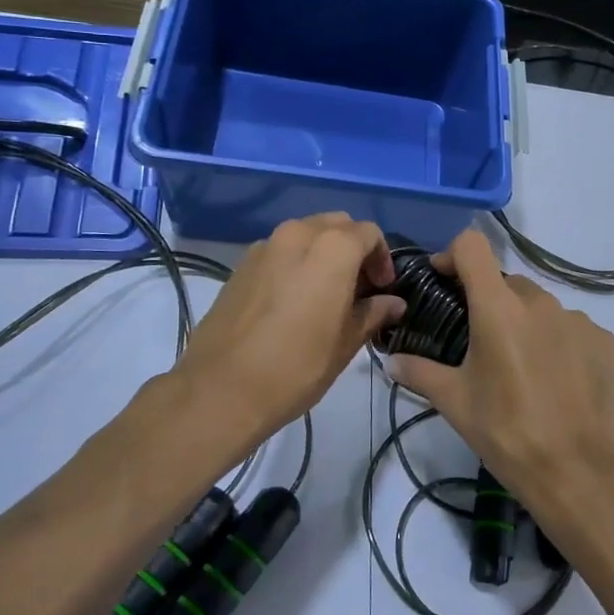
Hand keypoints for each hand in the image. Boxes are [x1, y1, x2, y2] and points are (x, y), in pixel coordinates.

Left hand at [164, 214, 403, 453]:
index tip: (383, 289)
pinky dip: (296, 262)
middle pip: (337, 225)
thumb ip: (373, 313)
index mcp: (332, 248)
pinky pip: (280, 250)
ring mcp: (264, 246)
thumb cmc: (296, 366)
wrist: (220, 389)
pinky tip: (294, 299)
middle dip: (354, 248)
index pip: (369, 234)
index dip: (382, 258)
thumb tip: (393, 303)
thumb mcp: (346, 343)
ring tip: (326, 292)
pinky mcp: (241, 265)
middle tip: (359, 287)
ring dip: (323, 253)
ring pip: (306, 234)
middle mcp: (298, 234)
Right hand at [386, 230, 613, 525]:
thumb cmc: (506, 433)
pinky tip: (556, 379)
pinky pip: (572, 328)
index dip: (453, 255)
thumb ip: (419, 372)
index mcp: (499, 308)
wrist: (576, 472)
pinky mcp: (605, 341)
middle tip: (480, 343)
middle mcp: (541, 302)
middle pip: (506, 282)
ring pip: (540, 306)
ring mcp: (578, 319)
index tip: (444, 281)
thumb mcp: (455, 403)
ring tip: (521, 368)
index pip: (473, 246)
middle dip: (489, 302)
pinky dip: (558, 341)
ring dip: (525, 323)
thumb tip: (391, 361)